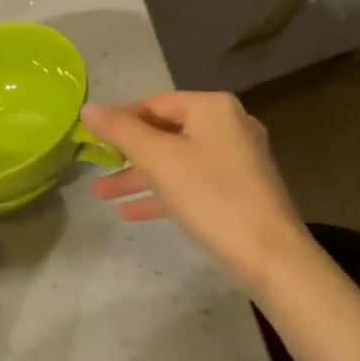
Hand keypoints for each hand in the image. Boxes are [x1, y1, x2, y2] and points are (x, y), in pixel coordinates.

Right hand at [82, 93, 311, 290]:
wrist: (271, 256)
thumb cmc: (212, 197)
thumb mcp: (159, 159)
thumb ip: (121, 131)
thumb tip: (88, 108)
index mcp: (212, 108)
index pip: (153, 103)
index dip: (119, 120)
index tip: (90, 140)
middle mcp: (228, 126)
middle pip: (164, 133)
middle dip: (126, 154)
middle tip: (94, 168)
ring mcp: (236, 159)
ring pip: (176, 162)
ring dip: (138, 177)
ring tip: (100, 195)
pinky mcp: (238, 190)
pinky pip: (191, 184)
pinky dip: (162, 194)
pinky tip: (131, 213)